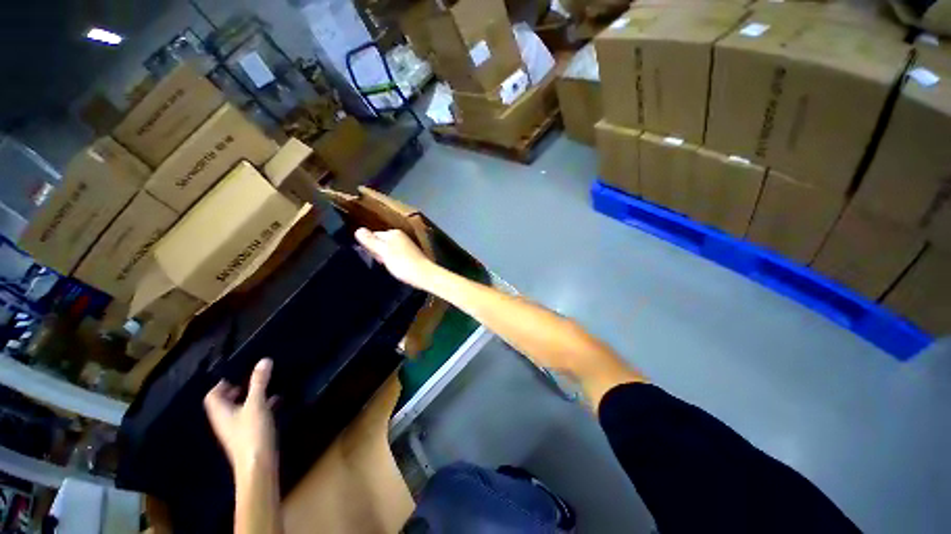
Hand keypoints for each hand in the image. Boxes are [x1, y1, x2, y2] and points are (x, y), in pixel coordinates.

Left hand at [204, 359, 277, 477]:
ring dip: (251, 398)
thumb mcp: (256, 404)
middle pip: (225, 402)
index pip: (212, 395)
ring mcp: (236, 429)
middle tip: (253, 378)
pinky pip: (251, 416)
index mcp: (220, 412)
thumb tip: (264, 360)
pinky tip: (275, 402)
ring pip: (240, 409)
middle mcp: (225, 420)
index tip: (238, 373)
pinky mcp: (249, 435)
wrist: (258, 465)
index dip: (222, 384)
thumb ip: (259, 382)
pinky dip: (260, 407)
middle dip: (238, 389)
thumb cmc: (252, 433)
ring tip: (267, 387)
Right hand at [355, 228, 437, 289]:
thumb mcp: (384, 252)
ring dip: (385, 258)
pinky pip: (396, 256)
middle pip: (381, 242)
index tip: (373, 257)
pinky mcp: (410, 255)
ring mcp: (406, 246)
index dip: (370, 246)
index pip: (373, 235)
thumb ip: (371, 241)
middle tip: (381, 263)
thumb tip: (358, 230)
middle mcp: (401, 236)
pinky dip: (393, 262)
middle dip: (377, 252)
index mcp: (394, 233)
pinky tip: (396, 269)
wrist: (424, 275)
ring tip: (388, 267)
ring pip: (388, 250)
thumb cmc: (403, 263)